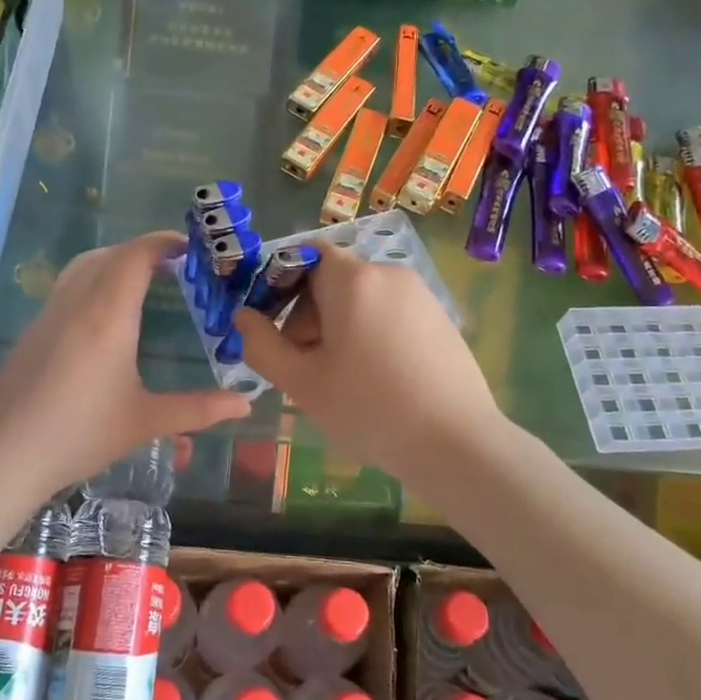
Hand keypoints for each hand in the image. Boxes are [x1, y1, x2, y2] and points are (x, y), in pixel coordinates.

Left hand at [0, 232, 250, 499]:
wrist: (4, 454)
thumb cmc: (80, 434)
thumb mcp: (145, 422)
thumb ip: (198, 409)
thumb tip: (246, 403)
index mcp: (108, 317)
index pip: (135, 257)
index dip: (162, 243)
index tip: (188, 248)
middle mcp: (77, 303)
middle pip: (109, 255)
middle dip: (142, 250)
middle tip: (173, 264)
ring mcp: (50, 314)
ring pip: (83, 266)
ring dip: (114, 260)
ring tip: (141, 279)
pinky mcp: (33, 330)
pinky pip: (67, 285)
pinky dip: (93, 278)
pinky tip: (104, 313)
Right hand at [234, 243, 501, 478]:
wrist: (456, 443)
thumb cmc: (368, 408)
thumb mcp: (302, 382)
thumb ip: (262, 345)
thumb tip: (243, 317)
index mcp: (353, 280)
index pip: (306, 256)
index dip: (281, 285)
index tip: (274, 328)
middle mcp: (390, 274)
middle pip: (333, 279)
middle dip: (308, 314)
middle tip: (304, 365)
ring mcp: (421, 296)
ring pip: (362, 299)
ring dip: (338, 327)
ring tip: (338, 377)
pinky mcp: (441, 319)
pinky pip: (390, 313)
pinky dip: (371, 334)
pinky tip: (375, 379)